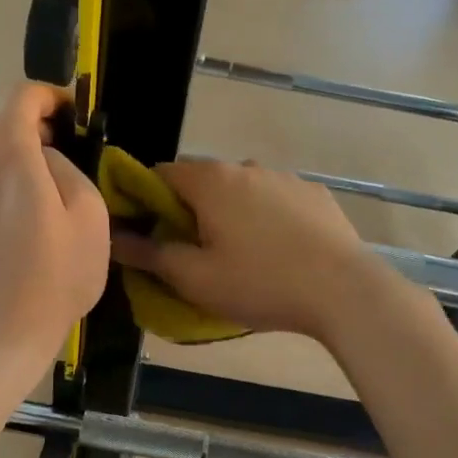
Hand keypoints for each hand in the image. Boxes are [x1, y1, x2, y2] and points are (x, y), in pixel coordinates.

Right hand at [110, 159, 384, 340]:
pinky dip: (266, 218)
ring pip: (241, 191)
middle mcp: (246, 166)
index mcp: (211, 181)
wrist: (343, 291)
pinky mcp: (315, 195)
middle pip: (202, 182)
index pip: (160, 174)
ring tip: (240, 256)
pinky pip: (275, 201)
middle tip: (192, 254)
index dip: (144, 200)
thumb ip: (149, 254)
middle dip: (189, 212)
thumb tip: (113, 237)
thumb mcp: (195, 278)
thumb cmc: (259, 283)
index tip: (146, 233)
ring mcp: (285, 178)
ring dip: (230, 214)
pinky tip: (278, 252)